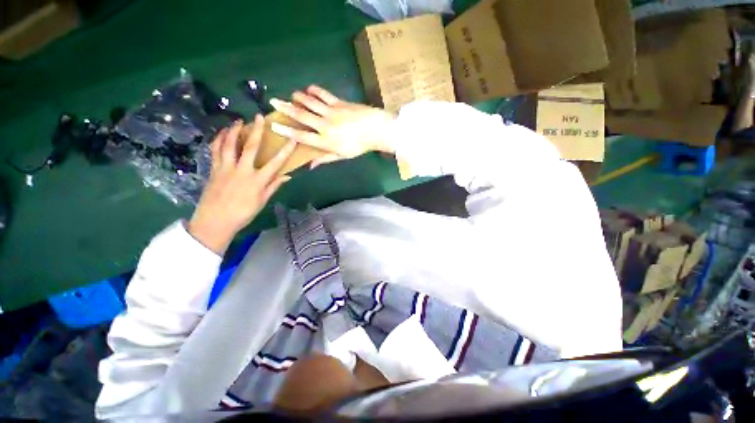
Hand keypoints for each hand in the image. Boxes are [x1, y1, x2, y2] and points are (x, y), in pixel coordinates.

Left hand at [188, 115, 295, 253]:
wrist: (215, 221)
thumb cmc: (243, 213)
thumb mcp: (262, 201)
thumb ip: (274, 186)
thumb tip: (287, 176)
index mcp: (257, 180)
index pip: (276, 162)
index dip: (286, 150)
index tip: (293, 139)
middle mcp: (242, 170)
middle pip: (250, 146)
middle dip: (256, 130)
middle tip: (259, 116)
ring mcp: (226, 168)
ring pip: (228, 144)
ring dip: (233, 130)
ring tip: (237, 121)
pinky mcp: (214, 169)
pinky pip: (215, 150)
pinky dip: (218, 140)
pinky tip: (222, 134)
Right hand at [269, 86, 395, 167]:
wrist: (375, 130)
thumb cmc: (359, 146)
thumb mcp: (342, 156)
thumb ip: (325, 159)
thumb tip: (310, 166)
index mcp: (325, 141)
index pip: (302, 136)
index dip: (287, 131)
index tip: (274, 126)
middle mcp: (325, 125)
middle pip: (302, 116)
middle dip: (286, 108)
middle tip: (273, 101)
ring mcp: (331, 112)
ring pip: (310, 102)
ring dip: (299, 97)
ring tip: (291, 95)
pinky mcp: (339, 102)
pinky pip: (324, 94)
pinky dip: (315, 90)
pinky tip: (309, 89)